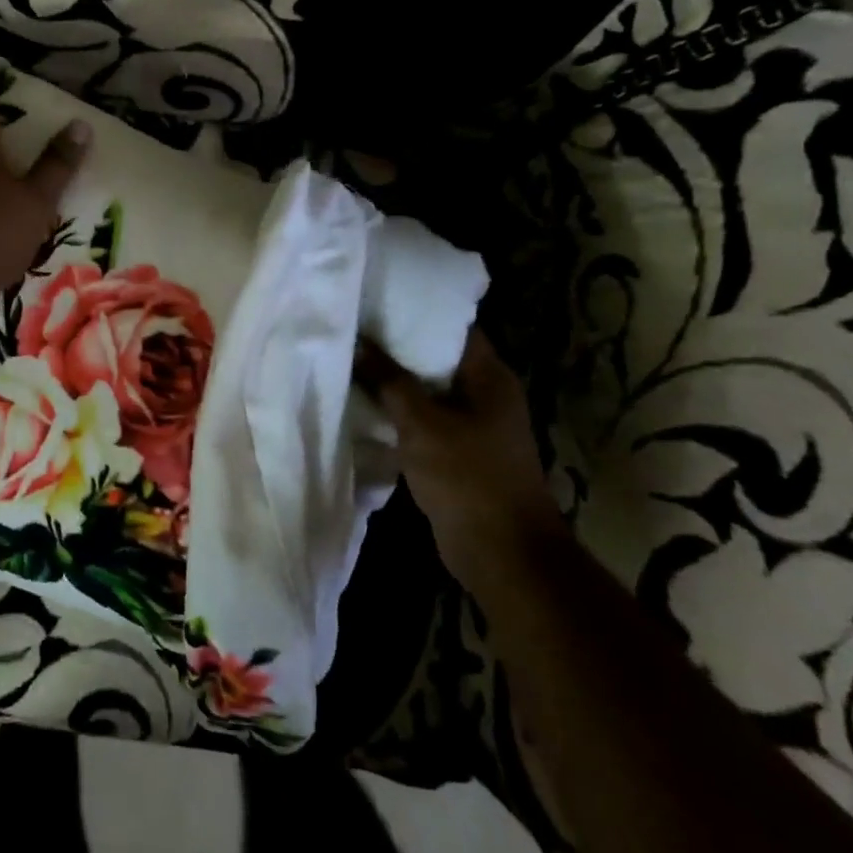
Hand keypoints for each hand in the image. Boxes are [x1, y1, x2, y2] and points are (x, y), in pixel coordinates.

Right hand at [356, 328, 563, 588]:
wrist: (500, 551)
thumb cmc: (467, 476)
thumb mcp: (421, 423)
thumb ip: (389, 381)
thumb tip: (359, 343)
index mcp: (489, 377)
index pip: (453, 327)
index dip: (416, 312)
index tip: (377, 300)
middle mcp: (485, 394)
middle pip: (437, 358)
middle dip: (397, 346)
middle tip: (355, 327)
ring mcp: (474, 425)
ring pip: (427, 391)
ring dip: (395, 382)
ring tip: (352, 359)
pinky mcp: (458, 452)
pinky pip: (425, 420)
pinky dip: (399, 412)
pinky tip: (364, 404)